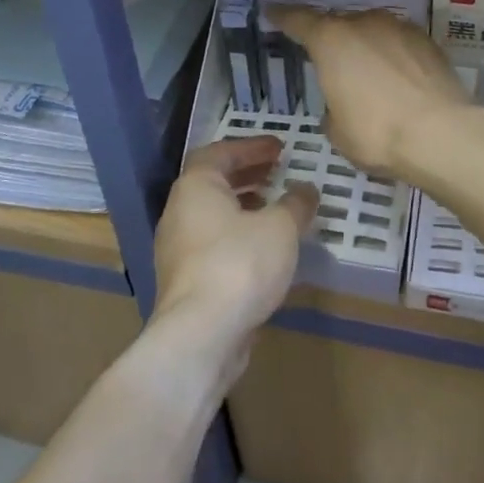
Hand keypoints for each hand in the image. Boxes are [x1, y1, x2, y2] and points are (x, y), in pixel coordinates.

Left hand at [151, 137, 315, 384]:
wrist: (200, 335)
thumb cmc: (240, 264)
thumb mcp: (280, 227)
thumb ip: (296, 204)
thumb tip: (306, 190)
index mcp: (196, 186)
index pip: (220, 152)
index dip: (251, 147)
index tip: (280, 148)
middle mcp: (179, 211)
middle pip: (213, 182)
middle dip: (247, 175)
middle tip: (277, 172)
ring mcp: (177, 249)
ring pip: (213, 215)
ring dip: (243, 207)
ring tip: (275, 209)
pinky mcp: (184, 281)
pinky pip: (213, 244)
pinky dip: (238, 236)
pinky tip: (264, 249)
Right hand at [268, 4, 471, 179]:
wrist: (442, 133)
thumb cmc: (377, 133)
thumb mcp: (338, 130)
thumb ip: (333, 108)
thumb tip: (343, 103)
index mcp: (330, 40)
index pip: (298, 20)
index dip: (283, 17)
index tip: (273, 12)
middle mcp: (363, 23)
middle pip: (340, 24)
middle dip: (334, 41)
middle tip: (333, 64)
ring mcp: (399, 27)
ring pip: (373, 31)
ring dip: (367, 47)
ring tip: (370, 75)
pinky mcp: (427, 40)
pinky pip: (399, 43)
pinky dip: (393, 55)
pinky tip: (398, 79)